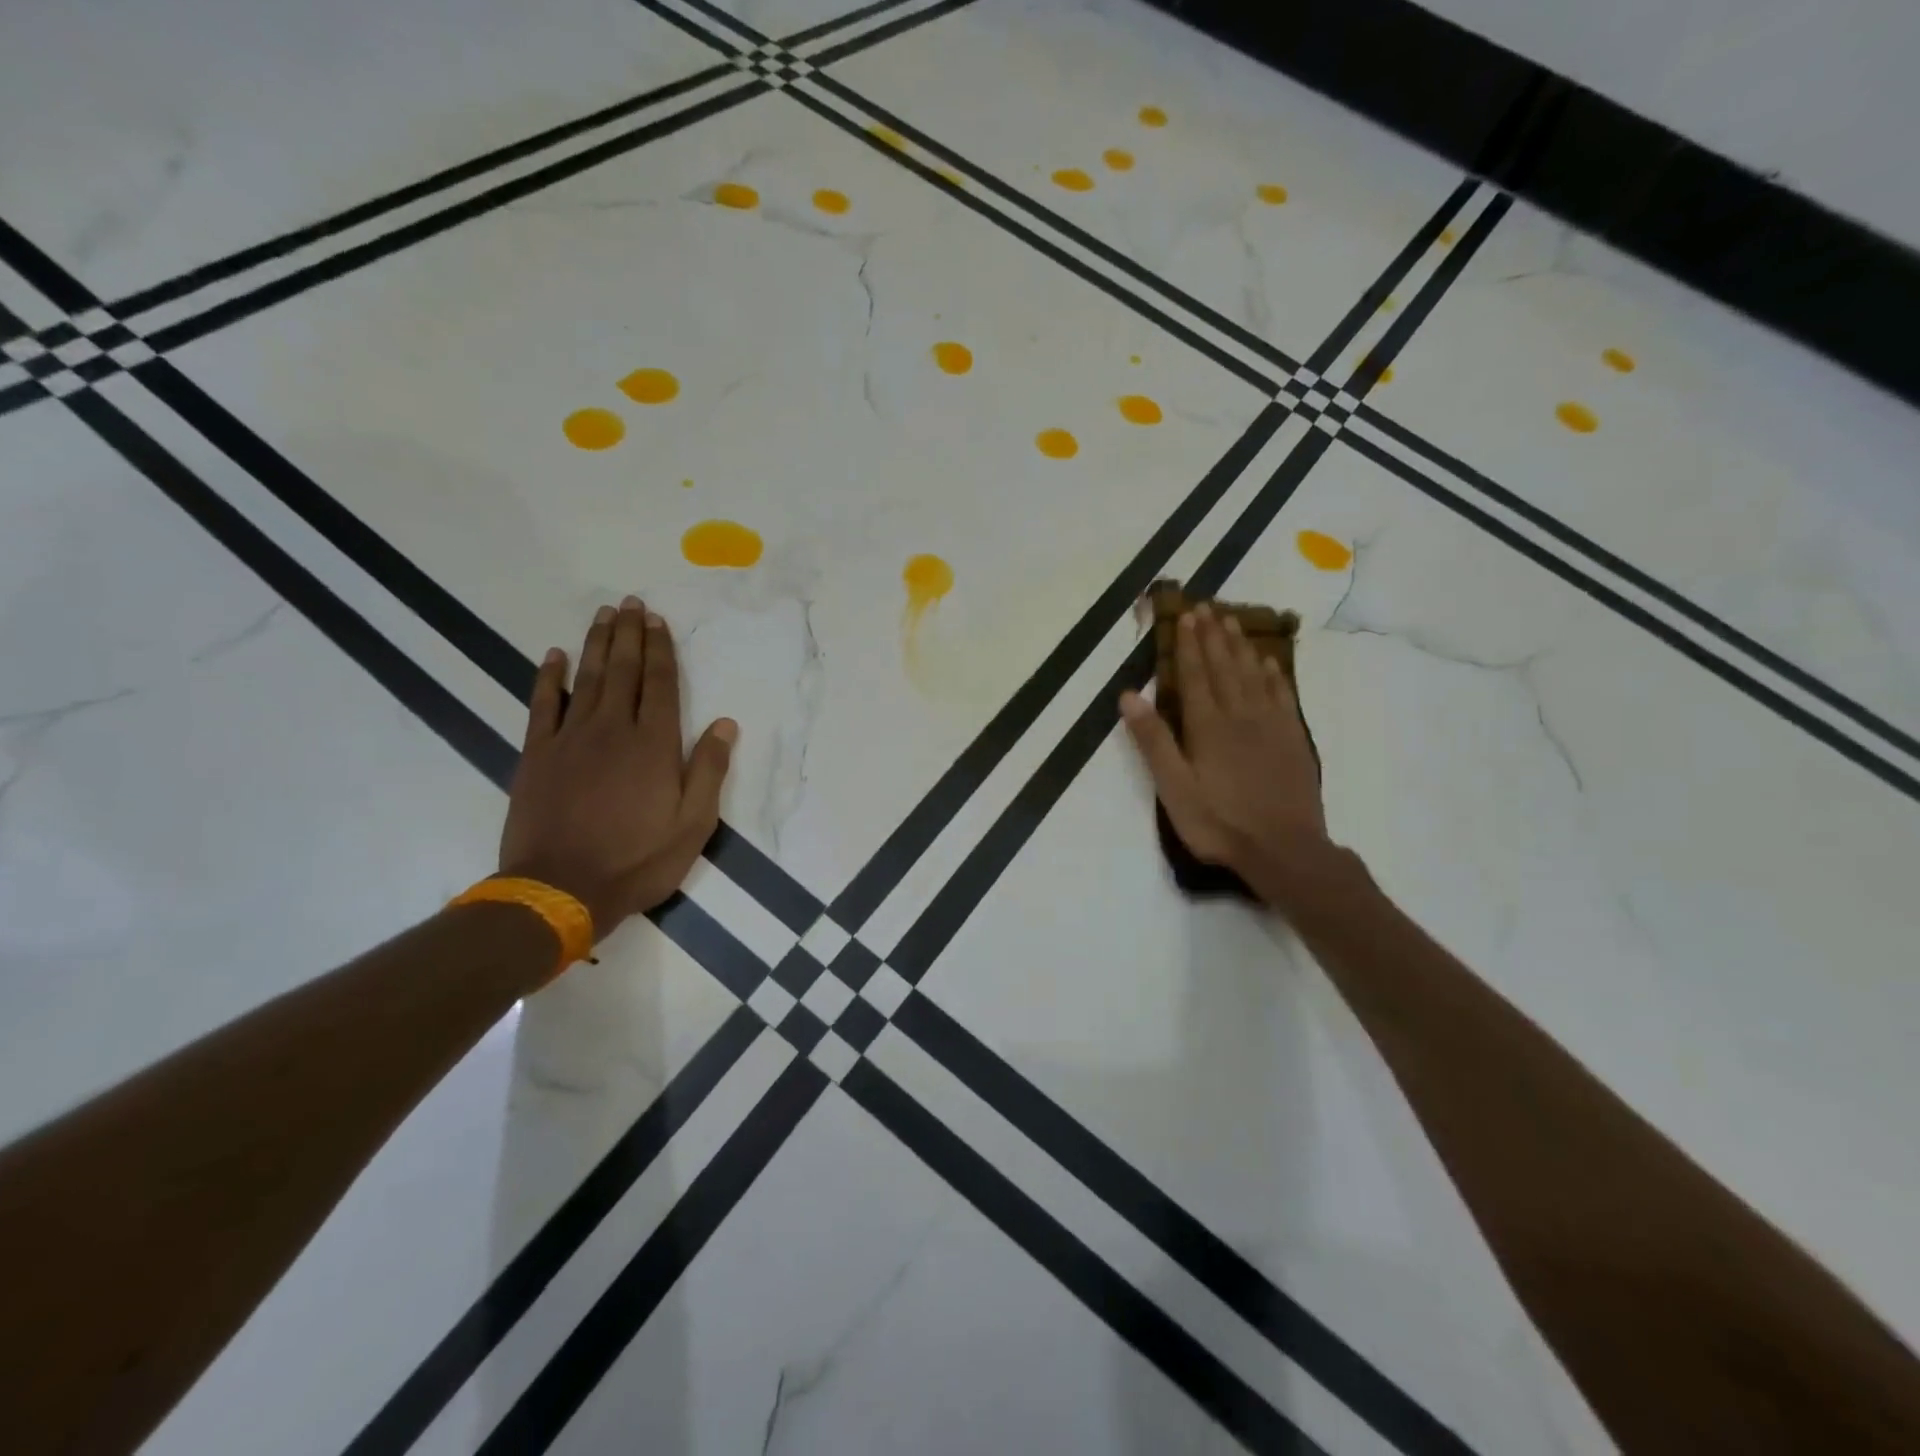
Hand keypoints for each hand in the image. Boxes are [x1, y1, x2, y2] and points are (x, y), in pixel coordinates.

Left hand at [499, 597, 736, 938]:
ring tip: (603, 615)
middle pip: (622, 671)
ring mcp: (570, 739)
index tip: (659, 621)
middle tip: (631, 603)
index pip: (660, 684)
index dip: (661, 650)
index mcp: (654, 745)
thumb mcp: (693, 824)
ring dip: (596, 644)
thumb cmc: (637, 860)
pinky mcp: (537, 755)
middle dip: (629, 635)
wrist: (560, 889)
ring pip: (586, 679)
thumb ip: (708, 770)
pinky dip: (548, 678)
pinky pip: (542, 705)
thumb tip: (725, 724)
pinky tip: (554, 656)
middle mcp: (613, 730)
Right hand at [1120, 604, 1331, 909]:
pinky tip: (1268, 662)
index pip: (1195, 675)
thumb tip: (1128, 695)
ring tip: (1233, 621)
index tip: (1186, 616)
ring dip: (1241, 646)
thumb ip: (1153, 740)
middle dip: (1213, 636)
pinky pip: (1281, 695)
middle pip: (1224, 667)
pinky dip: (1272, 674)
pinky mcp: (1292, 738)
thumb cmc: (1219, 822)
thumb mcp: (1174, 788)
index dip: (1189, 644)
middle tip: (1207, 607)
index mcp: (1207, 726)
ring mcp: (1270, 725)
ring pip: (1253, 674)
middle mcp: (1240, 715)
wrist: (1284, 848)